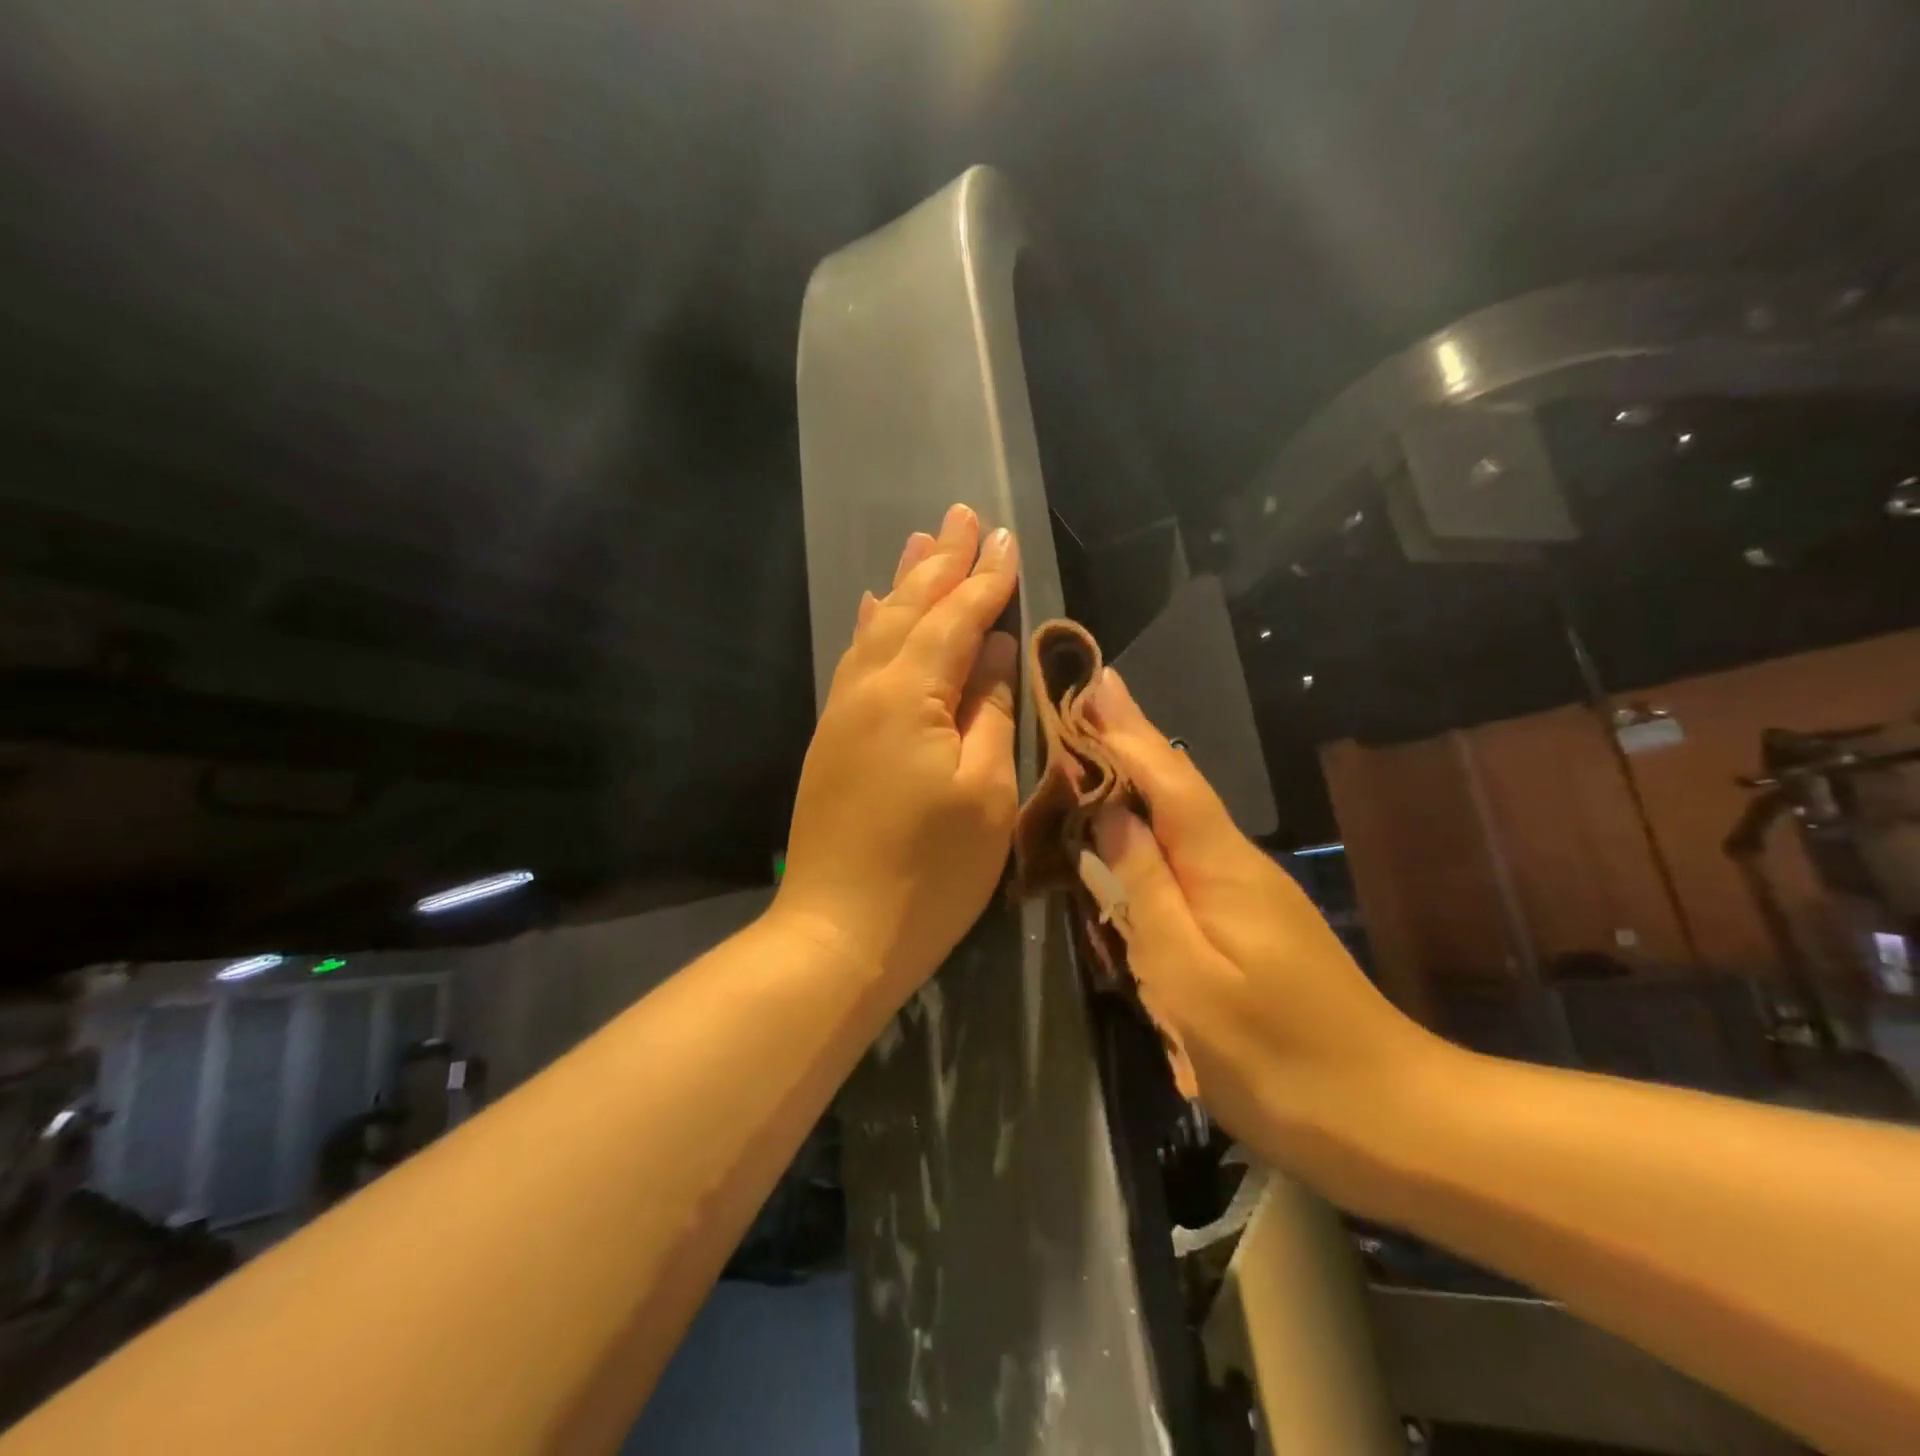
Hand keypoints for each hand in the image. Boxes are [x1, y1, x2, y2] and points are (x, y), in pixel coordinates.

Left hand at [773, 505, 1020, 995]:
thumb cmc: (928, 874)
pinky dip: (871, 626)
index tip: (1009, 539)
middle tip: (963, 516)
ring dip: (903, 583)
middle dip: (941, 563)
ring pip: (876, 629)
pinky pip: (855, 662)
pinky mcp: (834, 740)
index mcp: (908, 697)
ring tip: (922, 541)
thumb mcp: (984, 794)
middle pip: (908, 610)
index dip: (986, 581)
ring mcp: (843, 714)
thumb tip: (993, 649)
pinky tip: (873, 607)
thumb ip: (988, 711)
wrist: (838, 934)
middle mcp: (867, 690)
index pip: (955, 621)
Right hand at [1085, 668, 1438, 1160]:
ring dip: (1143, 776)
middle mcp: (1238, 865)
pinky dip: (1157, 823)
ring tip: (1103, 745)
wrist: (1393, 1119)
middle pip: (1177, 788)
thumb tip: (1110, 817)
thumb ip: (1146, 892)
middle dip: (1132, 741)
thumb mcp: (1189, 979)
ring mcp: (1252, 894)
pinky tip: (1141, 825)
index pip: (1165, 779)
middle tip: (1091, 699)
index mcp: (1220, 868)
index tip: (1096, 681)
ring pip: (1185, 819)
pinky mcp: (1254, 922)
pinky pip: (1191, 854)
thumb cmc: (1278, 1057)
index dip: (1127, 731)